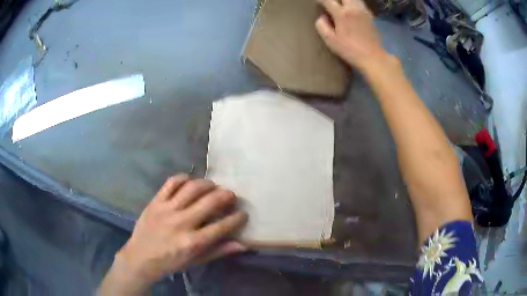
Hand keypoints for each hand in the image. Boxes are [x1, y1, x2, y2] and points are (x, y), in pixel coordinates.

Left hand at [100, 175, 247, 294]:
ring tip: (213, 187)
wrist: (141, 257)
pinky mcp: (155, 201)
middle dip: (226, 196)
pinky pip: (171, 182)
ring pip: (192, 188)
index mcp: (192, 242)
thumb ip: (218, 251)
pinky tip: (190, 181)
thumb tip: (242, 244)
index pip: (222, 226)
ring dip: (208, 184)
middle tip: (231, 195)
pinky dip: (183, 178)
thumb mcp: (196, 261)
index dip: (237, 218)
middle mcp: (181, 223)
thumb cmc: (170, 261)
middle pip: (210, 202)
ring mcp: (167, 209)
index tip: (243, 213)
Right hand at [315, 0, 386, 69]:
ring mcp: (363, 11)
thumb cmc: (350, 50)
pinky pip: (360, 3)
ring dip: (345, 0)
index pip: (328, 0)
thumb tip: (321, 16)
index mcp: (342, 14)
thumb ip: (321, 26)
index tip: (318, 3)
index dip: (321, 0)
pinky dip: (354, 3)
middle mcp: (353, 8)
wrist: (372, 57)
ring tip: (341, 5)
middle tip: (331, 3)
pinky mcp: (370, 15)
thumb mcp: (330, 40)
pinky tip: (351, 9)